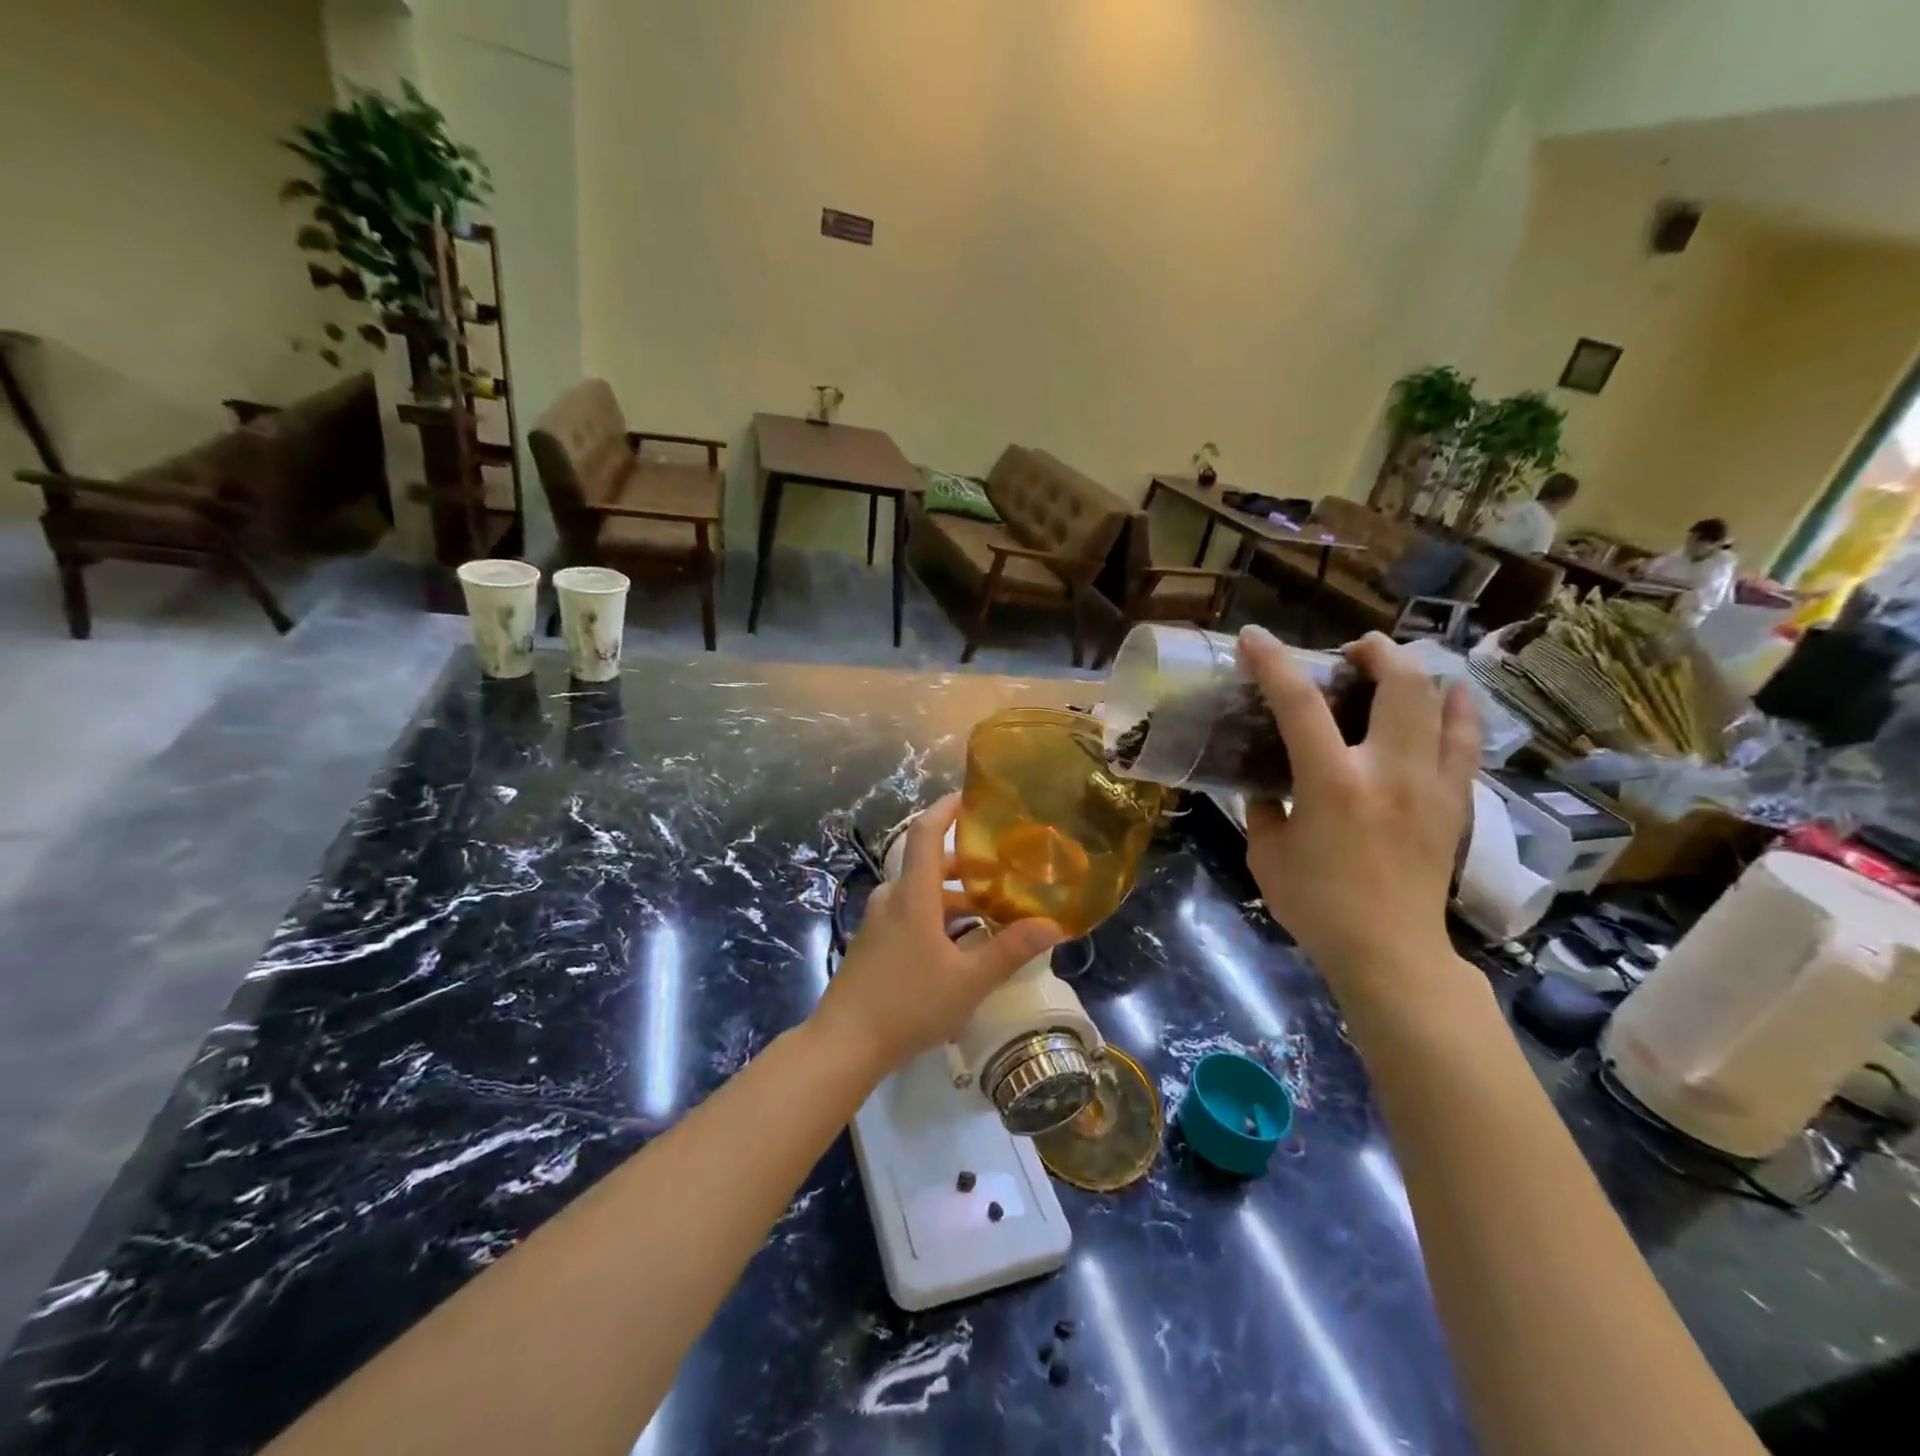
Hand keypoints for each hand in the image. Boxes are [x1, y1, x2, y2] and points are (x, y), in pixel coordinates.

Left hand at [812, 794, 1062, 1076]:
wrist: (844, 1044)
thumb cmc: (908, 1004)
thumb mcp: (968, 980)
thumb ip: (1010, 950)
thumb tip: (1054, 925)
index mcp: (913, 895)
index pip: (926, 832)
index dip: (947, 808)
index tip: (972, 797)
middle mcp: (893, 898)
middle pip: (930, 865)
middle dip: (968, 865)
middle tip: (1006, 871)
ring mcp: (879, 921)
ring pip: (922, 894)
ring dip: (956, 897)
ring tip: (993, 914)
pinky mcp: (873, 942)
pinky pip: (911, 913)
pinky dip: (938, 916)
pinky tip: (962, 946)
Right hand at [1237, 626, 1477, 997]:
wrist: (1390, 951)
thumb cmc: (1317, 905)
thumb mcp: (1267, 854)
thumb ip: (1264, 811)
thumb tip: (1268, 789)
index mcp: (1332, 783)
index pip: (1298, 704)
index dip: (1273, 663)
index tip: (1254, 637)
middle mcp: (1389, 771)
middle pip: (1399, 684)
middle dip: (1375, 651)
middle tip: (1352, 651)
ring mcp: (1432, 785)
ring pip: (1444, 705)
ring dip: (1419, 674)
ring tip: (1397, 668)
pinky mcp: (1456, 804)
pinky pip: (1467, 744)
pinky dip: (1458, 713)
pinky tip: (1450, 702)